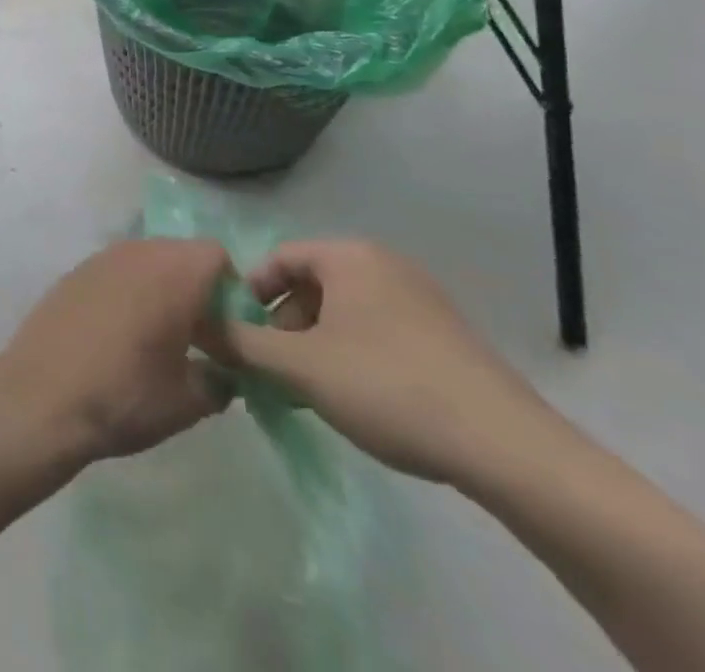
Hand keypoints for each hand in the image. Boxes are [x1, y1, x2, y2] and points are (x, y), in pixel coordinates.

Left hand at [0, 238, 234, 462]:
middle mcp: (137, 252)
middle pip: (182, 256)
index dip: (233, 290)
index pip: (218, 256)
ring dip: (162, 291)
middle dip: (198, 291)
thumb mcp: (188, 401)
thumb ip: (220, 380)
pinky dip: (130, 293)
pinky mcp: (74, 272)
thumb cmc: (125, 395)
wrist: (41, 396)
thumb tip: (224, 373)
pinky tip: (120, 336)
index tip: (230, 332)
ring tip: (160, 341)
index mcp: (173, 272)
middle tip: (200, 341)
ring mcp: (100, 258)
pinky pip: (117, 272)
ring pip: (148, 262)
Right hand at [224, 239, 562, 485]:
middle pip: (310, 285)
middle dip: (283, 327)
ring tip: (309, 392)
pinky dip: (351, 355)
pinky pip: (377, 331)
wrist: (508, 449)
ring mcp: (420, 299)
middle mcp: (384, 264)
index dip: (248, 295)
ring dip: (314, 345)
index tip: (238, 336)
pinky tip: (356, 399)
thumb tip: (196, 327)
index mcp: (349, 256)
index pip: (278, 259)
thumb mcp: (301, 367)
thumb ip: (241, 344)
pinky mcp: (445, 335)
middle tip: (272, 371)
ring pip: (343, 312)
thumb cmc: (388, 387)